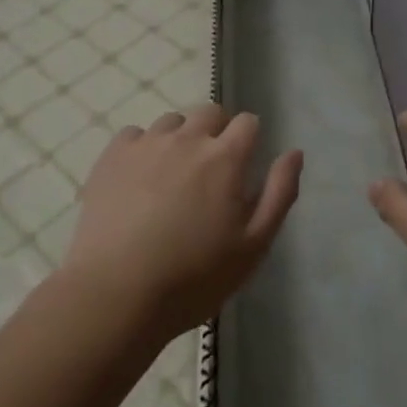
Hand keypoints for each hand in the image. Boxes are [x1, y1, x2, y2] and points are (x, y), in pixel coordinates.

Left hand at [64, 105, 301, 336]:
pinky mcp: (112, 156)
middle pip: (210, 112)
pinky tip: (139, 179)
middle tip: (212, 172)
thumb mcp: (254, 245)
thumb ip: (279, 193)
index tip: (244, 167)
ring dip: (181, 138)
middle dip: (218, 132)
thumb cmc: (194, 277)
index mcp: (225, 157)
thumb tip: (294, 152)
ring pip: (172, 122)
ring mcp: (146, 144)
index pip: (248, 122)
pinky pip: (135, 134)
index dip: (250, 140)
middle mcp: (187, 138)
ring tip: (173, 177)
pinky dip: (143, 148)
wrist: (116, 294)